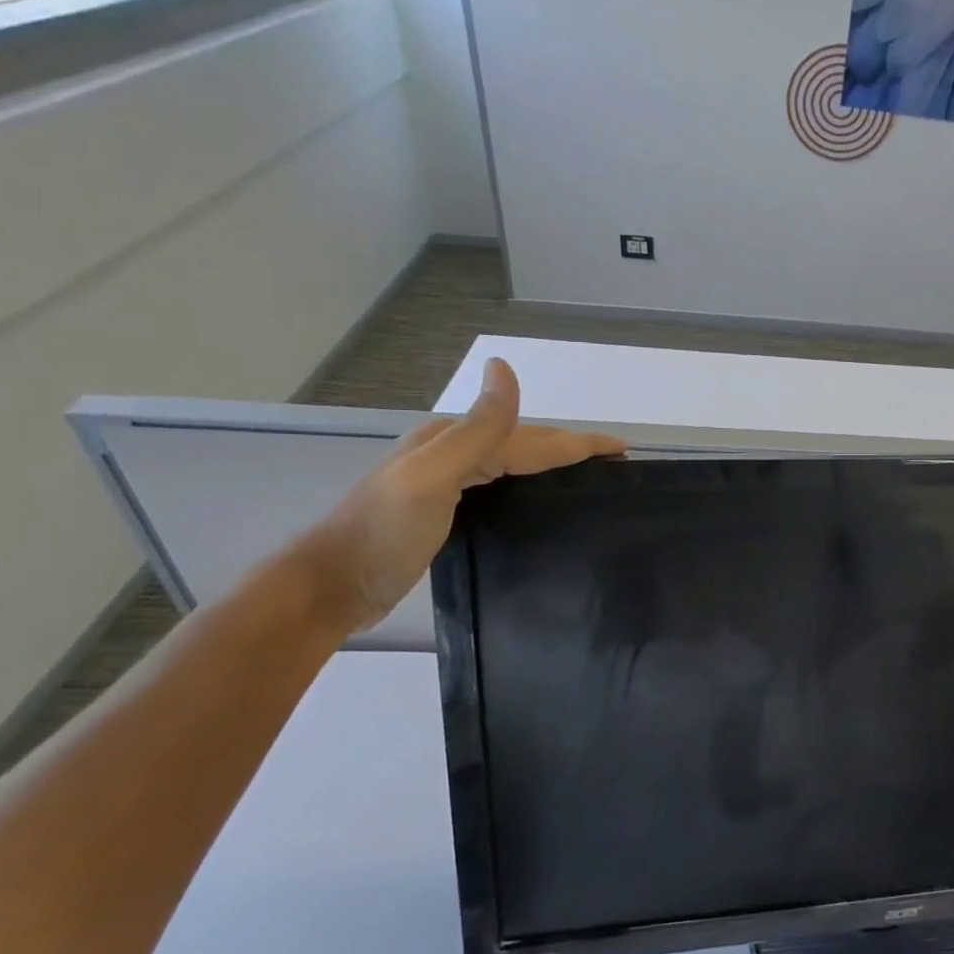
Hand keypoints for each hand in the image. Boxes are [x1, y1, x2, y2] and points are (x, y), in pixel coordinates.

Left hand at [296, 359, 624, 633]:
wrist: (332, 585)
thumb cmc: (384, 533)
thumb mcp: (433, 475)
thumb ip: (477, 428)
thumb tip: (505, 367)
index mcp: (452, 441)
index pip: (531, 437)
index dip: (578, 441)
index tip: (621, 449)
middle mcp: (450, 453)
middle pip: (523, 443)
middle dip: (570, 445)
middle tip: (612, 458)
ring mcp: (444, 482)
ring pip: (513, 463)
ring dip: (552, 462)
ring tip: (585, 473)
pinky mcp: (443, 511)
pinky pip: (500, 485)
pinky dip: (529, 484)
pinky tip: (537, 497)